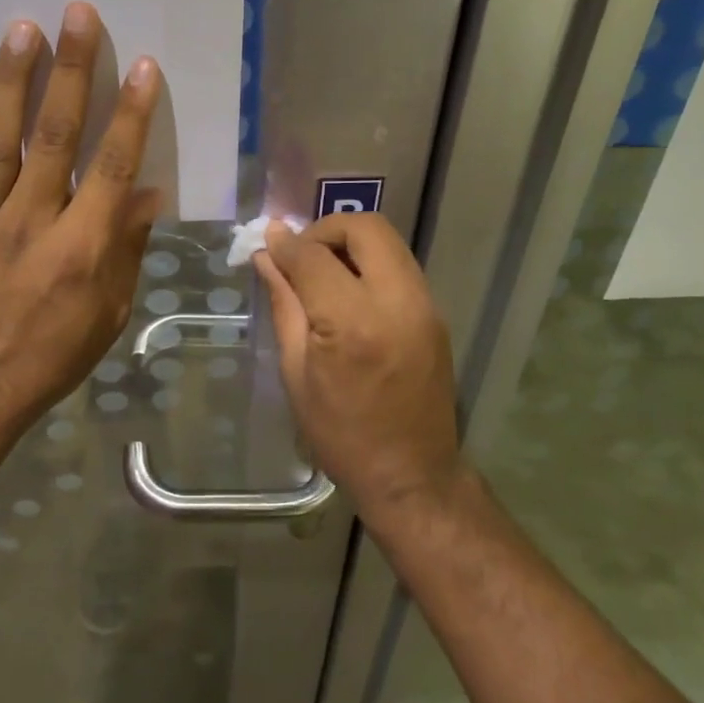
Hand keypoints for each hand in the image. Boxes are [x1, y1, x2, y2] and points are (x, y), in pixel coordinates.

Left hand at [0, 1, 161, 454]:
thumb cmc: (52, 357)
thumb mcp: (108, 314)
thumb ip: (126, 249)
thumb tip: (144, 191)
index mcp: (80, 249)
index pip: (111, 167)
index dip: (130, 114)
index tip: (142, 66)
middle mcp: (31, 224)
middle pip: (54, 136)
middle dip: (70, 71)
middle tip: (77, 14)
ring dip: (10, 82)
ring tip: (22, 30)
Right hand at [254, 214, 461, 516]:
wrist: (412, 475)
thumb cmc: (341, 433)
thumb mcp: (296, 373)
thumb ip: (284, 304)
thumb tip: (268, 255)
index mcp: (352, 323)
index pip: (314, 256)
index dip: (286, 244)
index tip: (268, 244)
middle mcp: (396, 302)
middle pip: (365, 228)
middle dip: (326, 229)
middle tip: (301, 256)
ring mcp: (424, 305)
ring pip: (387, 241)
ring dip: (350, 243)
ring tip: (322, 273)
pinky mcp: (435, 314)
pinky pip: (399, 265)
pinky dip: (370, 263)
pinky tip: (349, 292)